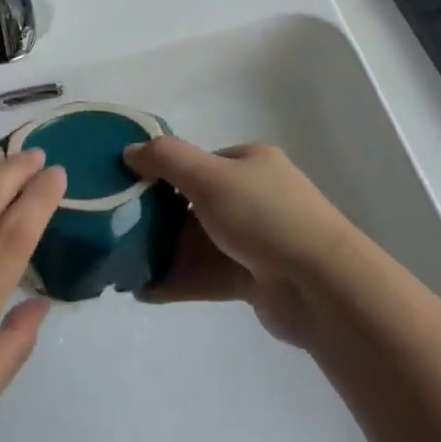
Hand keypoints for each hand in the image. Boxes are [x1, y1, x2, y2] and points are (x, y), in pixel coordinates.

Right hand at [123, 139, 361, 347]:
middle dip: (157, 216)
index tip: (127, 188)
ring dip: (163, 252)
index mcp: (249, 163)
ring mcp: (255, 240)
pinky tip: (144, 290)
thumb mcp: (210, 177)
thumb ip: (167, 160)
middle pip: (195, 203)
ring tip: (121, 264)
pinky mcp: (253, 279)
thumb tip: (130, 150)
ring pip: (199, 242)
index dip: (162, 173)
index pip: (198, 162)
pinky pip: (207, 276)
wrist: (322, 286)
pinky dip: (178, 281)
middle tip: (118, 228)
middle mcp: (253, 196)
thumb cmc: (264, 217)